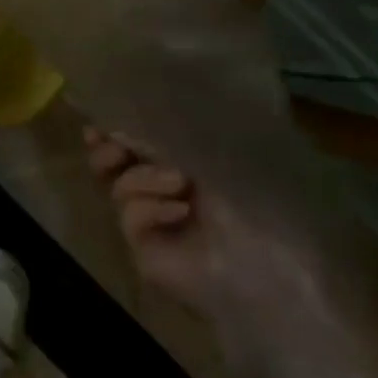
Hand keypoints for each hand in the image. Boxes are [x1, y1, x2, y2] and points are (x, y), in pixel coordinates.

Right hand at [85, 125, 377, 377]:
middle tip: (111, 143)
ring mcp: (155, 219)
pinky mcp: (145, 248)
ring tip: (178, 182)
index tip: (103, 113)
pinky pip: (128, 213)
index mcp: (194, 159)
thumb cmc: (259, 195)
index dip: (121, 121)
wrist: (274, 265)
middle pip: (118, 160)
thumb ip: (167, 131)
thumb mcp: (215, 150)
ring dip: (143, 175)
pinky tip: (181, 213)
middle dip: (111, 147)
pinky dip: (150, 206)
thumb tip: (120, 119)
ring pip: (118, 183)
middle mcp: (170, 187)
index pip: (144, 134)